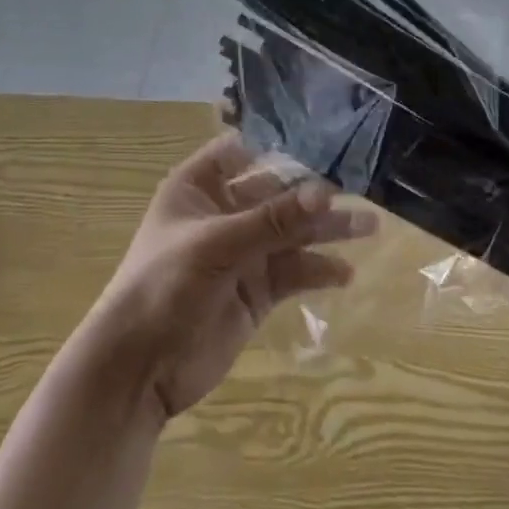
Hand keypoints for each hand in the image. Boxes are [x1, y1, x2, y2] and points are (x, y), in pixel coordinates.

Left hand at [86, 134, 376, 420]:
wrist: (139, 367)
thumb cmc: (164, 285)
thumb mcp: (216, 245)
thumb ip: (272, 220)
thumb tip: (326, 192)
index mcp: (199, 187)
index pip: (242, 151)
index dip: (279, 146)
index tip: (325, 141)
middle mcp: (222, 212)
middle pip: (276, 193)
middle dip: (313, 192)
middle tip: (359, 188)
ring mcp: (241, 252)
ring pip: (290, 233)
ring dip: (325, 230)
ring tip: (369, 226)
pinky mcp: (256, 290)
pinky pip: (293, 271)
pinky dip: (318, 270)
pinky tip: (344, 272)